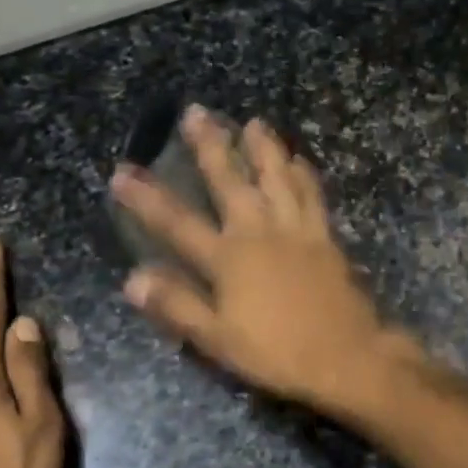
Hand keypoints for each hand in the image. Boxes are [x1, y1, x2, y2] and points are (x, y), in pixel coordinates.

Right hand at [110, 107, 403, 408]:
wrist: (346, 356)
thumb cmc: (276, 352)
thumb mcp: (218, 339)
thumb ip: (177, 306)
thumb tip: (132, 279)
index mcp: (228, 258)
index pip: (177, 223)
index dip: (147, 198)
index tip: (122, 171)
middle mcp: (259, 232)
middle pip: (230, 181)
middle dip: (210, 145)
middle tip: (196, 111)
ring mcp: (296, 230)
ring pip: (276, 177)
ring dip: (263, 147)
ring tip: (254, 121)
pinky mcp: (324, 236)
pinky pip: (312, 195)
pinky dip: (303, 174)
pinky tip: (299, 159)